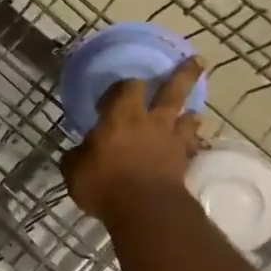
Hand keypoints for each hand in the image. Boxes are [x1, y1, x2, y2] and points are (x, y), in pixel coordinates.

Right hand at [62, 57, 203, 224]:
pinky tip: (191, 145)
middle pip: (172, 90)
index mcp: (121, 116)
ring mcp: (171, 141)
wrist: (144, 209)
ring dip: (190, 113)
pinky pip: (191, 146)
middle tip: (195, 60)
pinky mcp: (184, 162)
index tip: (111, 94)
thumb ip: (77, 157)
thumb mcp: (74, 170)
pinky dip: (191, 143)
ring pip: (188, 117)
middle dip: (183, 74)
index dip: (120, 86)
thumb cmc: (103, 183)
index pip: (125, 87)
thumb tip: (78, 153)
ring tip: (192, 112)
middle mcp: (151, 121)